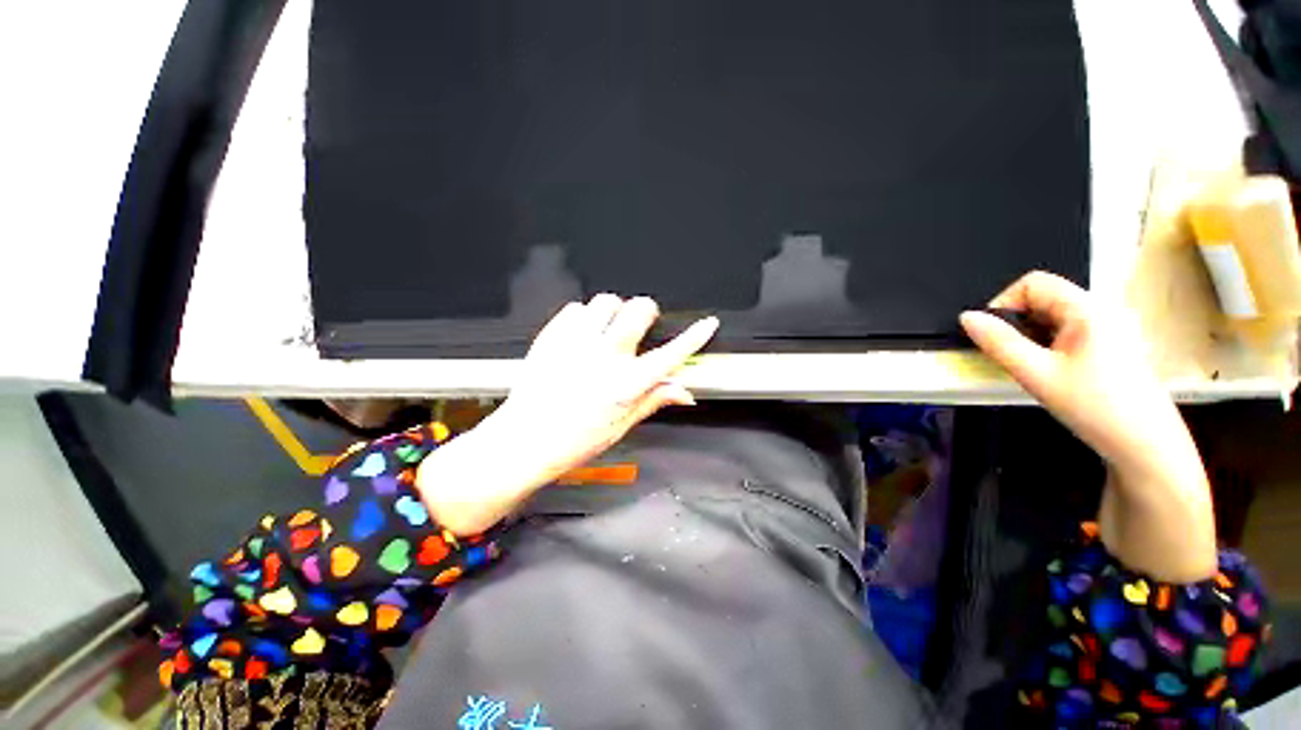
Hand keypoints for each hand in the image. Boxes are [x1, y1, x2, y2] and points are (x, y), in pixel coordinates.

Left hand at [417, 294, 718, 534]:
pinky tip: (581, 336)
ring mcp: (575, 343)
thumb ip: (654, 400)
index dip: (694, 337)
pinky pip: (575, 308)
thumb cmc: (571, 440)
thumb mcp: (621, 425)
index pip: (670, 355)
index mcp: (624, 384)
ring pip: (606, 301)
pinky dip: (583, 318)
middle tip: (639, 326)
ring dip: (613, 313)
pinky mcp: (552, 337)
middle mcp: (603, 357)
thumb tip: (683, 392)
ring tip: (606, 331)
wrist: (524, 441)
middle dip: (645, 312)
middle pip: (638, 309)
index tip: (707, 324)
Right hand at [960, 271, 1215, 580]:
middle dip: (1011, 318)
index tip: (984, 330)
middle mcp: (1100, 316)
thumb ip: (999, 343)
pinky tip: (1040, 374)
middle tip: (996, 350)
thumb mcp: (1038, 376)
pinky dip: (1041, 346)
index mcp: (1088, 312)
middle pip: (1042, 297)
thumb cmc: (1100, 413)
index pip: (1033, 281)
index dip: (1002, 299)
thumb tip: (964, 319)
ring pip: (1051, 318)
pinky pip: (1063, 335)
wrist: (1153, 457)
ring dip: (1025, 335)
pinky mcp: (1106, 357)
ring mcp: (1106, 337)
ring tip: (1016, 366)